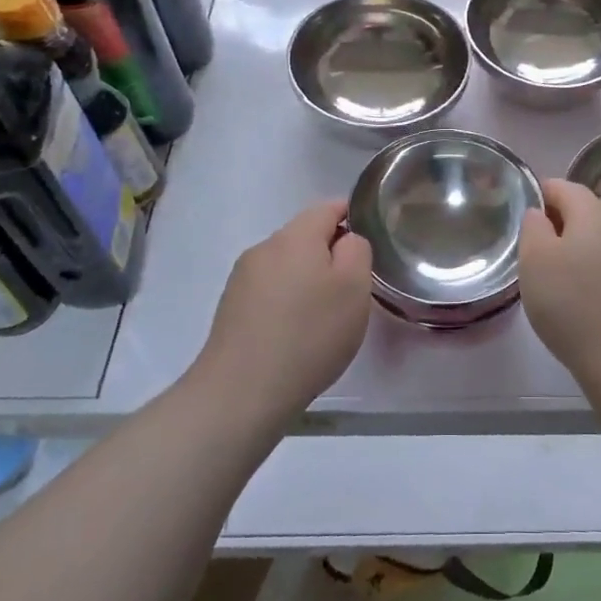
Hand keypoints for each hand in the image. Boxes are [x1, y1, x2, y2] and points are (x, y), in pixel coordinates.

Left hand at [195, 200, 373, 422]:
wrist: (241, 392)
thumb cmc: (309, 334)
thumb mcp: (354, 287)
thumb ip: (357, 250)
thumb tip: (344, 241)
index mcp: (295, 236)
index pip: (329, 207)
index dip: (353, 218)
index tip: (369, 246)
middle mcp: (264, 248)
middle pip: (305, 236)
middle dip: (330, 254)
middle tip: (353, 289)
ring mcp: (242, 278)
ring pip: (287, 265)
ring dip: (307, 279)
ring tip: (324, 317)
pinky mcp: (230, 308)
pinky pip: (270, 290)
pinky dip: (287, 301)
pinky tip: (296, 333)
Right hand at [520, 178, 600, 387]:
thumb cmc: (571, 303)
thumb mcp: (535, 259)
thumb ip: (532, 227)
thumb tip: (539, 214)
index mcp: (594, 212)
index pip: (562, 186)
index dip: (537, 195)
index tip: (518, 219)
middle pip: (582, 211)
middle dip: (555, 223)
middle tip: (529, 250)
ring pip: (596, 238)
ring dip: (572, 248)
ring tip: (549, 276)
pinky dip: (588, 269)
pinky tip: (575, 296)